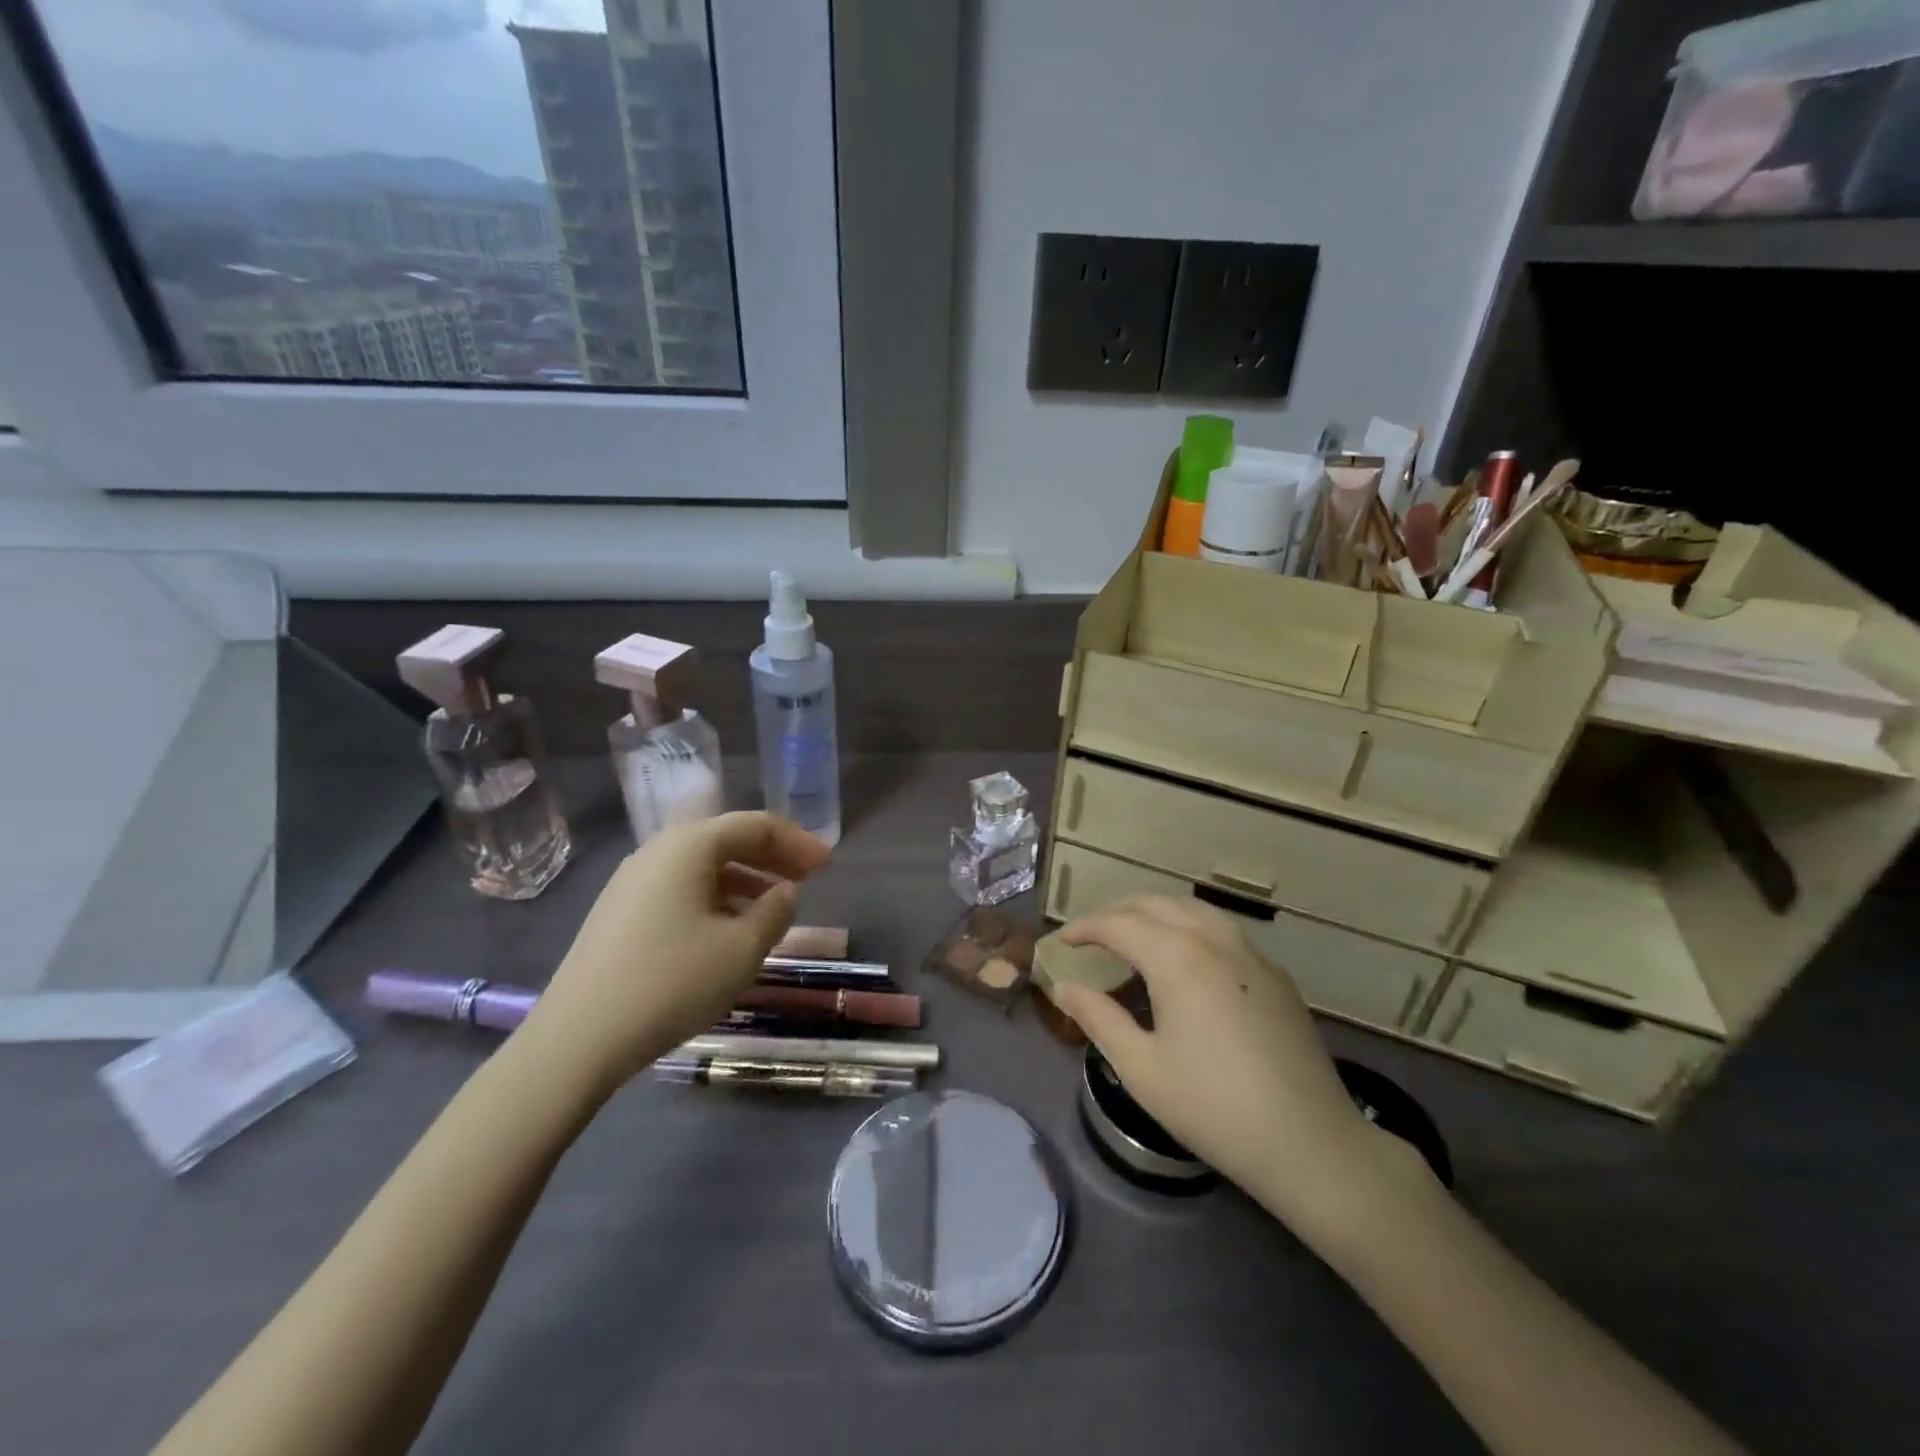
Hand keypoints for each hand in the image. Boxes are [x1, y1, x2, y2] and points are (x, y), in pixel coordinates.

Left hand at [521, 813, 829, 1090]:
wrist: (577, 1039)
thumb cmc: (672, 981)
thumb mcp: (742, 948)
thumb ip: (775, 912)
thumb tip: (785, 891)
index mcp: (689, 846)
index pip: (755, 826)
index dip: (797, 841)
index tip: (828, 863)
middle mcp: (657, 851)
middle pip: (726, 839)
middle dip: (772, 856)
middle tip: (808, 878)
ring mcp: (631, 882)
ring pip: (702, 866)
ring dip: (744, 878)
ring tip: (773, 906)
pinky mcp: (618, 913)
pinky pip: (680, 888)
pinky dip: (715, 897)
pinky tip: (728, 929)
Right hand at [1054, 895, 1416, 1228]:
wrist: (1310, 1143)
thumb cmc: (1214, 1108)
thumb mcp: (1142, 1068)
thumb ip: (1099, 1018)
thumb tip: (1063, 988)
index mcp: (1177, 958)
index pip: (1119, 924)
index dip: (1085, 928)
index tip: (1063, 942)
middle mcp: (1213, 940)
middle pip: (1156, 905)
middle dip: (1117, 912)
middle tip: (1091, 934)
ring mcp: (1250, 953)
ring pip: (1193, 909)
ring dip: (1156, 912)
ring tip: (1134, 935)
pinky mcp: (1276, 974)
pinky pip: (1222, 930)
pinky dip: (1190, 927)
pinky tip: (1186, 959)